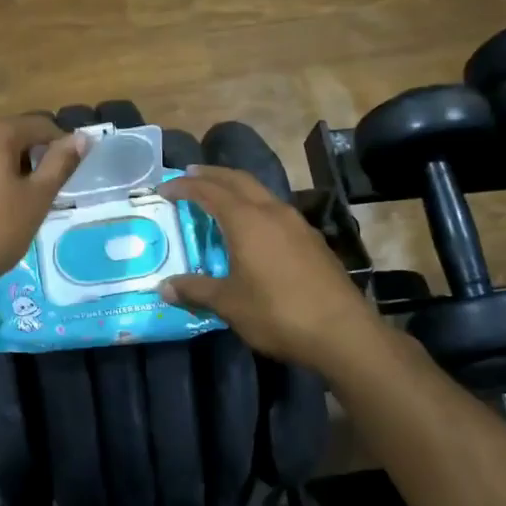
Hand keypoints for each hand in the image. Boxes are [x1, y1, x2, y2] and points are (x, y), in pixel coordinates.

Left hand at [0, 114, 87, 307]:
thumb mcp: (36, 199)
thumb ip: (60, 164)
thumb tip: (82, 138)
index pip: (40, 125)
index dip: (62, 145)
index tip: (72, 173)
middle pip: (13, 135)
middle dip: (35, 158)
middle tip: (49, 193)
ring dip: (13, 170)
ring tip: (24, 203)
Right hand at [158, 165, 380, 372]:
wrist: (342, 331)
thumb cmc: (277, 313)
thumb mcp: (229, 304)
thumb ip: (196, 290)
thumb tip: (163, 287)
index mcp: (247, 220)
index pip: (209, 191)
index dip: (184, 187)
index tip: (163, 188)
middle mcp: (272, 212)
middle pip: (238, 180)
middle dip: (212, 174)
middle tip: (190, 175)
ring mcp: (297, 224)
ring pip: (261, 193)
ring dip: (236, 188)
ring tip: (218, 197)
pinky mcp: (312, 240)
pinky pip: (276, 211)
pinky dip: (255, 207)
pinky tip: (253, 227)